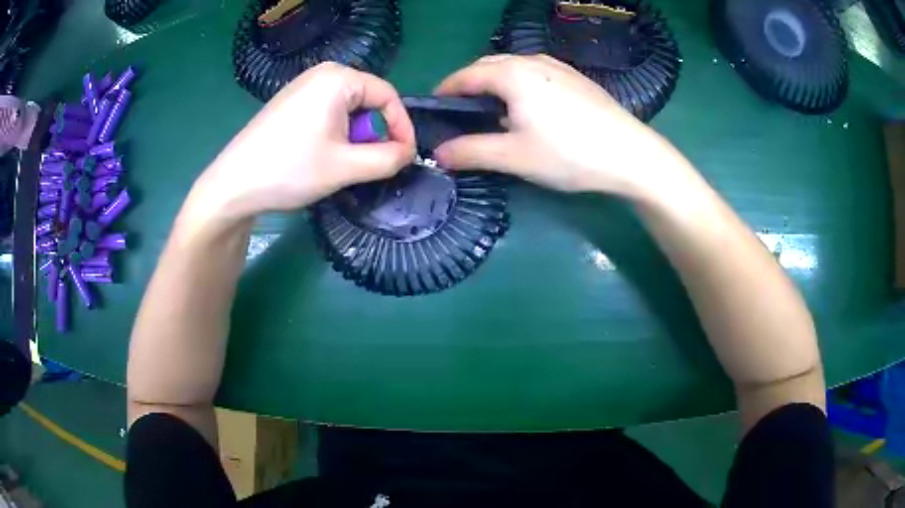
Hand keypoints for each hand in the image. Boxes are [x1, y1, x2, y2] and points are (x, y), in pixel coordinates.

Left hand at [191, 62, 415, 222]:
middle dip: (374, 134)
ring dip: (354, 137)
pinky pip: (327, 112)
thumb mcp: (346, 167)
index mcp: (338, 78)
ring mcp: (302, 87)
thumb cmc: (290, 170)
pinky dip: (335, 134)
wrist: (233, 186)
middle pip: (368, 101)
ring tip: (342, 164)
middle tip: (369, 164)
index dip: (401, 127)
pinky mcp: (290, 103)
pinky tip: (320, 156)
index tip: (405, 157)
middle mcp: (322, 73)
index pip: (388, 95)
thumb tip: (409, 153)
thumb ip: (388, 158)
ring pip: (348, 109)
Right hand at [434, 55, 682, 196]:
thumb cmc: (569, 154)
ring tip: (493, 111)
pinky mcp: (576, 79)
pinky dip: (519, 85)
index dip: (445, 91)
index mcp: (512, 74)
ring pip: (514, 68)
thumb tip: (438, 154)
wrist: (631, 154)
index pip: (465, 75)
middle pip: (488, 66)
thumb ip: (471, 151)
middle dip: (469, 84)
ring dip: (495, 83)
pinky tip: (529, 108)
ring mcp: (558, 67)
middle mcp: (533, 61)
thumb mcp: (514, 156)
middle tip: (461, 111)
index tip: (434, 108)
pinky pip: (535, 73)